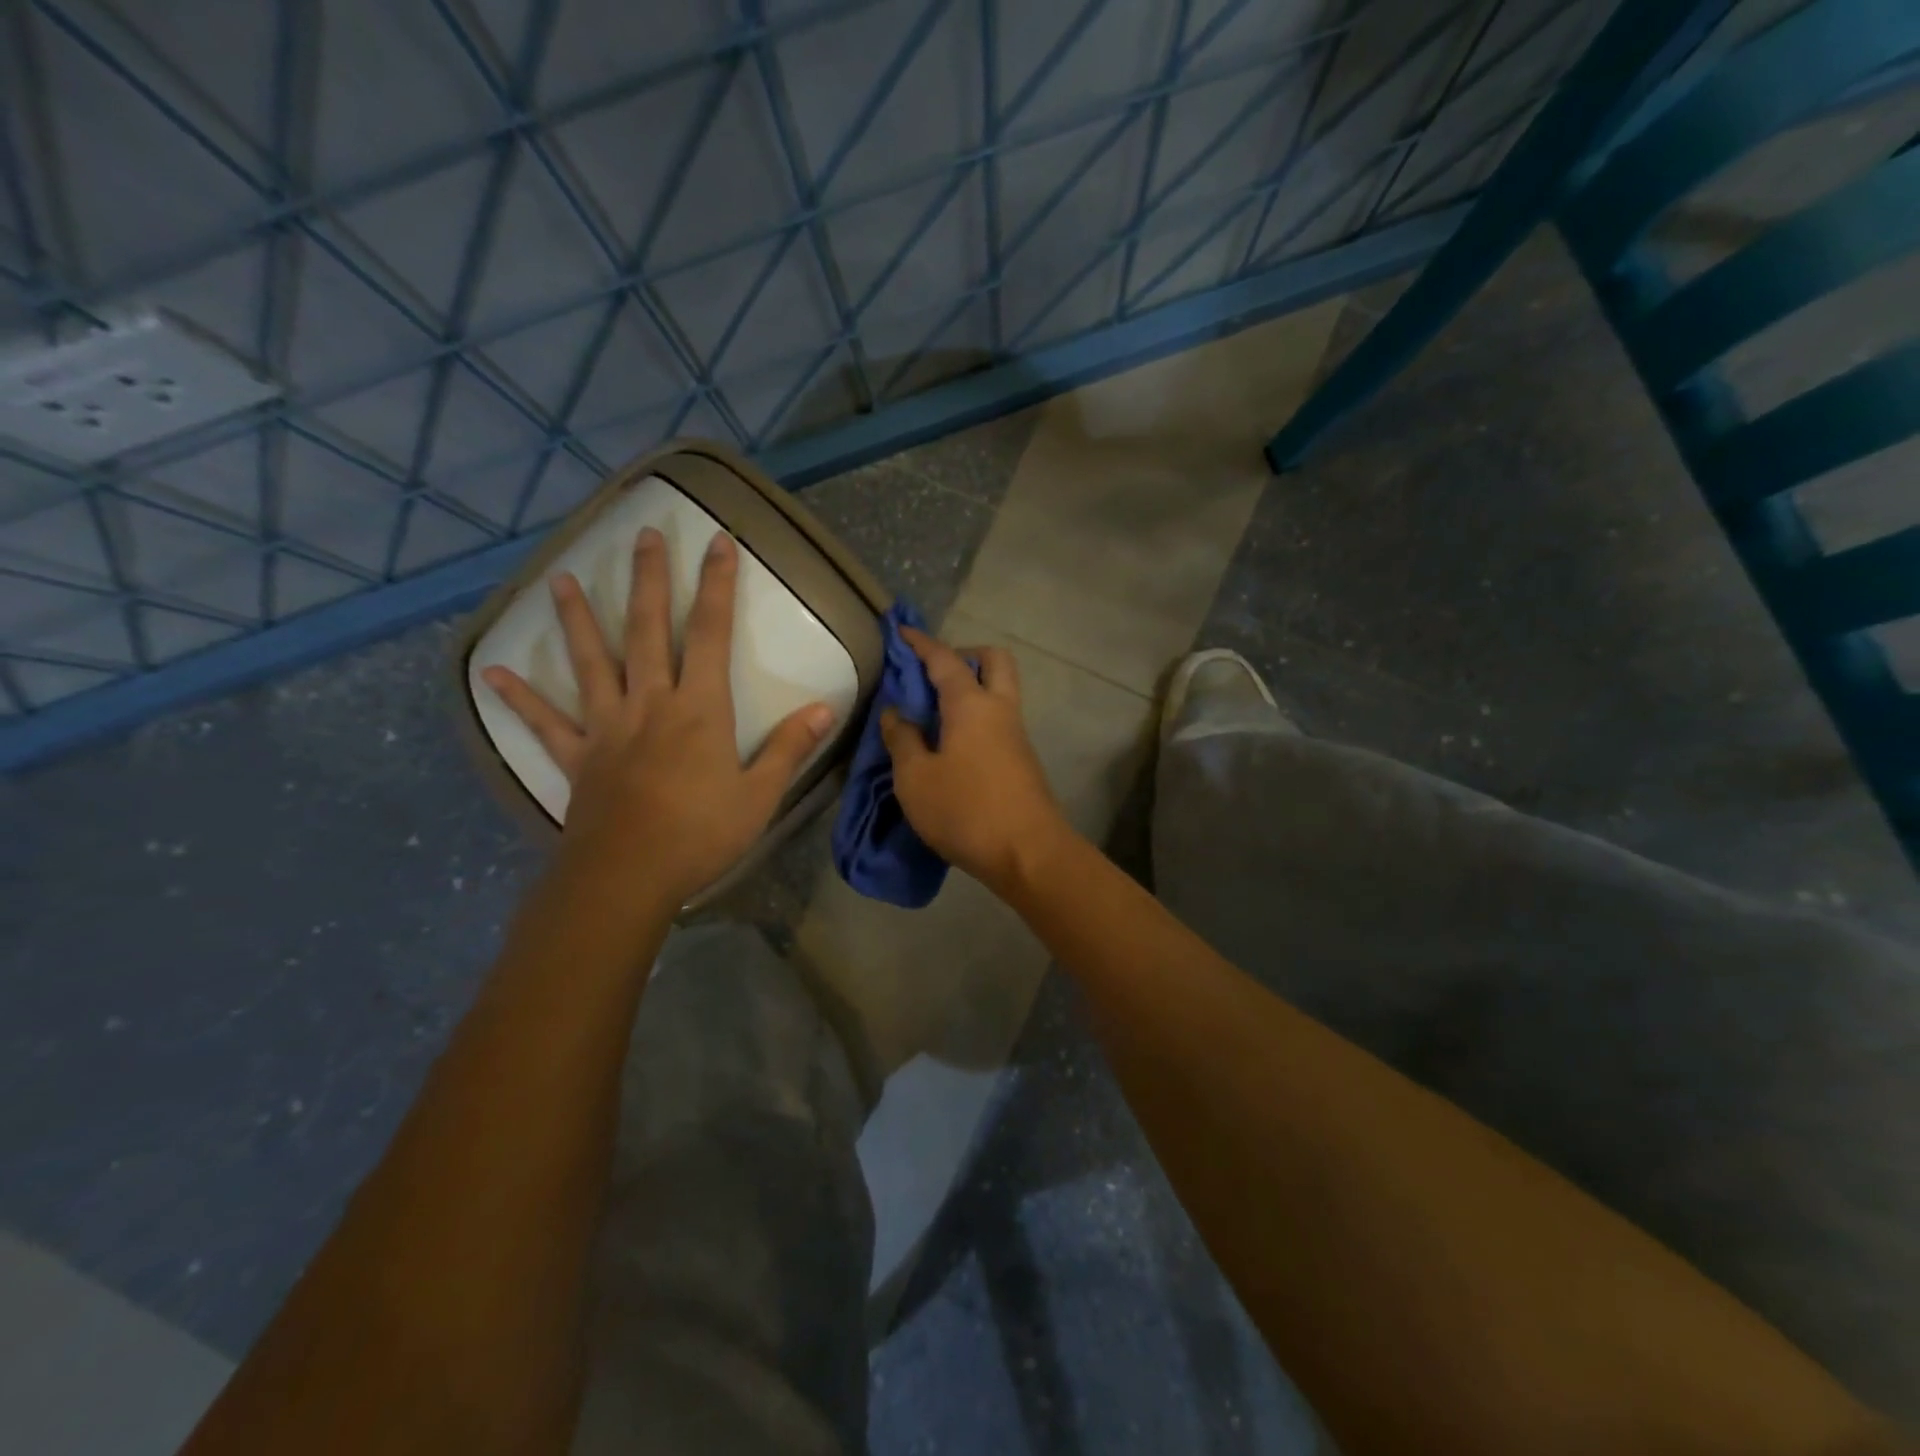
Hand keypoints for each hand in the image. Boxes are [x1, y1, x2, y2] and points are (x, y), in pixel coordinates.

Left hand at [483, 528, 832, 905]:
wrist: (628, 876)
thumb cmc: (700, 835)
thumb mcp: (760, 795)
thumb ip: (788, 748)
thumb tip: (824, 708)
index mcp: (700, 709)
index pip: (712, 635)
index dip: (718, 586)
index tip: (718, 543)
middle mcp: (651, 703)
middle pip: (649, 631)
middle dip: (651, 581)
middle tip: (644, 536)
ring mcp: (608, 727)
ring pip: (592, 662)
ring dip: (579, 619)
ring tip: (564, 579)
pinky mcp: (580, 756)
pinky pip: (547, 722)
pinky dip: (521, 698)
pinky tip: (495, 673)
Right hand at [879, 627, 1070, 893]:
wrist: (1028, 853)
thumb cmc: (965, 810)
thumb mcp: (915, 778)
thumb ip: (902, 739)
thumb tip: (896, 713)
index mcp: (972, 705)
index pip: (945, 659)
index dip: (921, 643)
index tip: (901, 632)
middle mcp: (1000, 710)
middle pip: (993, 661)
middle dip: (964, 656)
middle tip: (931, 676)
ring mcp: (1016, 735)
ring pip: (999, 692)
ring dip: (971, 690)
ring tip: (931, 715)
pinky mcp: (1021, 760)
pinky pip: (998, 721)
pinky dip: (975, 718)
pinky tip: (949, 745)